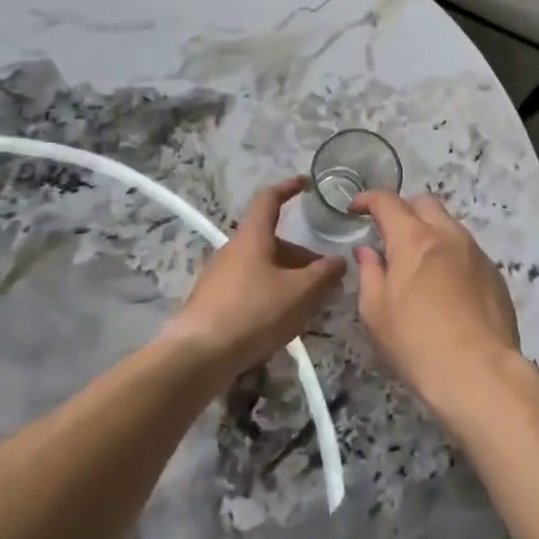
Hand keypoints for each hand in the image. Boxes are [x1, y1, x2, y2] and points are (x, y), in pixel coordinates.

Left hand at [165, 178, 343, 377]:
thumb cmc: (253, 312)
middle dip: (300, 255)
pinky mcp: (214, 303)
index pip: (270, 199)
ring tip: (310, 302)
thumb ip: (324, 274)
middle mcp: (233, 250)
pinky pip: (250, 288)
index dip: (288, 187)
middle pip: (271, 241)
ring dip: (288, 277)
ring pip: (263, 267)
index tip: (306, 183)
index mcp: (252, 237)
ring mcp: (220, 277)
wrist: (199, 355)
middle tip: (325, 275)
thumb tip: (339, 260)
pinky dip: (271, 294)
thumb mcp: (300, 293)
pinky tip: (283, 320)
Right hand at [351, 191, 522, 418]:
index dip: (368, 199)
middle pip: (424, 202)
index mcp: (414, 238)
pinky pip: (467, 250)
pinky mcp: (495, 274)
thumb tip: (367, 251)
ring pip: (449, 225)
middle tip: (388, 232)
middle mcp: (448, 235)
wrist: (480, 372)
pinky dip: (450, 254)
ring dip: (430, 231)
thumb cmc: (416, 342)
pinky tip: (445, 285)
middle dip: (403, 209)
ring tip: (417, 260)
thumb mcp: (376, 311)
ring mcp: (476, 252)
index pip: (387, 201)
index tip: (355, 209)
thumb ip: (369, 273)